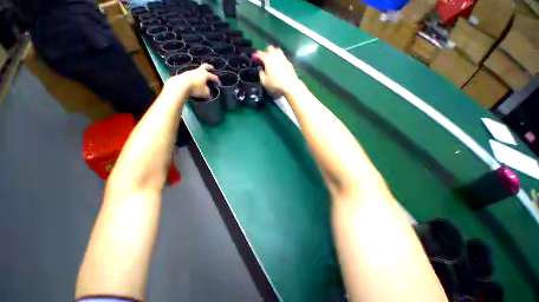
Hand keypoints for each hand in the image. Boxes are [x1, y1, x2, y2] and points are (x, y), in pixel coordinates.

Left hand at [166, 64, 219, 97]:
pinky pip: (192, 75)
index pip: (213, 77)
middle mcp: (198, 71)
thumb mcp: (205, 93)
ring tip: (203, 77)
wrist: (181, 85)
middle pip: (205, 66)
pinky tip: (195, 81)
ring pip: (198, 71)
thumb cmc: (196, 88)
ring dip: (201, 73)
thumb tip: (209, 95)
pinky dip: (195, 78)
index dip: (217, 80)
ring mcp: (191, 72)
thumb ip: (208, 93)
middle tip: (212, 68)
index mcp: (205, 74)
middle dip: (209, 67)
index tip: (219, 84)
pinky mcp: (185, 75)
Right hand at [254, 46, 298, 94]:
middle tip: (264, 58)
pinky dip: (279, 58)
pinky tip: (279, 64)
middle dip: (265, 52)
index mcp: (267, 59)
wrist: (290, 85)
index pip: (259, 53)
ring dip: (273, 53)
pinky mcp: (288, 61)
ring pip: (277, 50)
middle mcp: (275, 55)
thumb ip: (261, 74)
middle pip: (269, 48)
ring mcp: (283, 57)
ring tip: (272, 59)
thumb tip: (261, 70)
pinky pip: (282, 56)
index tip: (254, 58)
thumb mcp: (264, 82)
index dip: (255, 55)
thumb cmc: (275, 84)